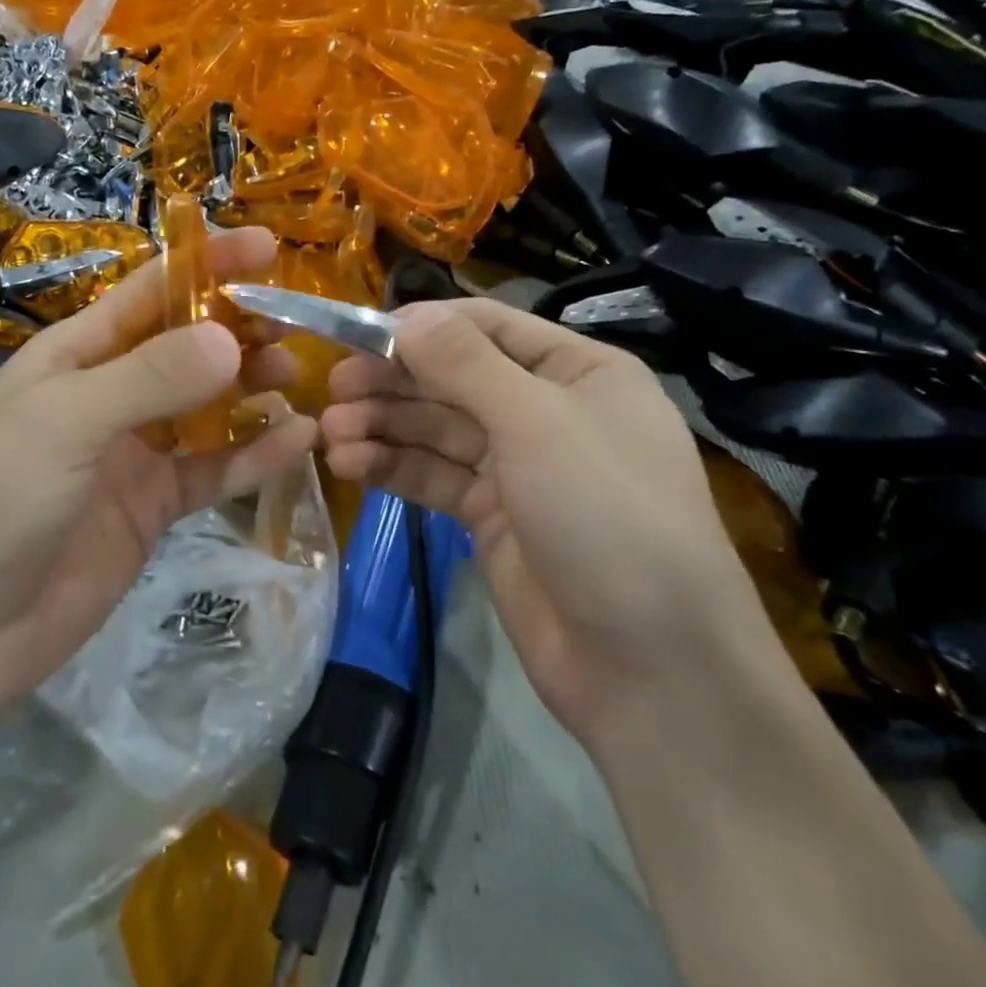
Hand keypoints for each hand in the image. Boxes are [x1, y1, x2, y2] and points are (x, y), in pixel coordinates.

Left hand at [0, 228, 318, 720]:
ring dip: (251, 387)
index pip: (150, 292)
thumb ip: (149, 379)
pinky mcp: (154, 508)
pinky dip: (256, 456)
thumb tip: (231, 339)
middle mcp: (109, 395)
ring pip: (207, 407)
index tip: (266, 246)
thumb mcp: (63, 423)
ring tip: (296, 375)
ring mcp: (134, 453)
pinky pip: (214, 471)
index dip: (206, 264)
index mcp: (76, 356)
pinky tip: (299, 440)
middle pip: (186, 347)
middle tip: (292, 324)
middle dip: (237, 329)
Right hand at [320, 301, 765, 741]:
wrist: (653, 669)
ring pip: (439, 430)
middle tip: (334, 387)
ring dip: (385, 426)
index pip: (489, 327)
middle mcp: (547, 410)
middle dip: (395, 381)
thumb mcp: (538, 423)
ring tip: (331, 434)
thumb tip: (407, 317)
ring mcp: (519, 467)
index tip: (361, 333)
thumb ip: (466, 365)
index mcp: (578, 371)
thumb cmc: (607, 517)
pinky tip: (351, 465)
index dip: (424, 326)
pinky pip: (436, 477)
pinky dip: (394, 468)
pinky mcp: (492, 517)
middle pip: (456, 378)